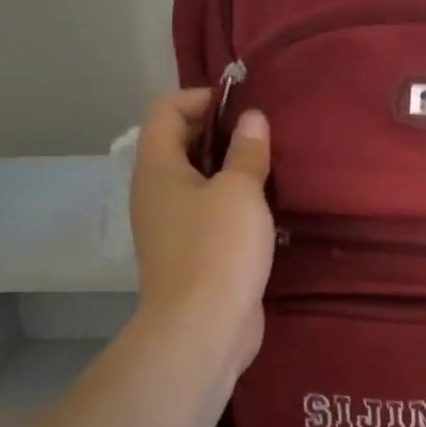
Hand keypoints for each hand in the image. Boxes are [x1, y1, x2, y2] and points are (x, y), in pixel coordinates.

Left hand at [128, 89, 273, 381]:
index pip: (166, 110)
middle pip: (180, 143)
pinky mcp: (191, 252)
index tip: (243, 107)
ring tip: (270, 166)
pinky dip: (232, 200)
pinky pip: (209, 210)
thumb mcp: (240, 191)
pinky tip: (265, 207)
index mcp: (157, 168)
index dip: (201, 98)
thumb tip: (251, 118)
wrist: (202, 328)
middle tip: (263, 135)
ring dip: (229, 168)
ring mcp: (171, 225)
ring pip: (197, 179)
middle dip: (220, 132)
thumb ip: (247, 151)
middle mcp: (156, 192)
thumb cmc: (218, 248)